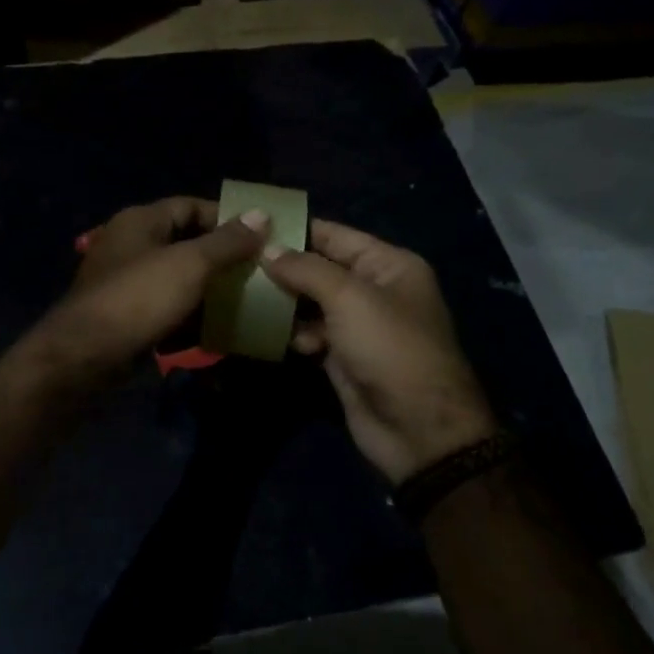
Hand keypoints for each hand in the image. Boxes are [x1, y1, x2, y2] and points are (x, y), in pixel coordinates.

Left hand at [29, 198, 269, 373]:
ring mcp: (127, 282)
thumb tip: (262, 214)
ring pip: (178, 279)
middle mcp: (131, 245)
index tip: (260, 236)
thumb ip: (227, 241)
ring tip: (246, 302)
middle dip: (221, 258)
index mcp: (140, 221)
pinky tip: (217, 330)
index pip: (190, 205)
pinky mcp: (128, 315)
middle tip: (258, 272)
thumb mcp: (190, 264)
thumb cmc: (140, 297)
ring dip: (209, 290)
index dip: (225, 218)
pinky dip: (190, 316)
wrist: (87, 355)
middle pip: (185, 243)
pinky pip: (167, 308)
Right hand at [263, 221, 497, 483]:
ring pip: (311, 303)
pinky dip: (293, 333)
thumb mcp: (350, 298)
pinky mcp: (343, 357)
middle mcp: (374, 290)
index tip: (251, 224)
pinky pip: (311, 334)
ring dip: (283, 302)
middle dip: (283, 267)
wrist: (418, 429)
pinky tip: (269, 334)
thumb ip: (306, 269)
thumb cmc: (389, 348)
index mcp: (389, 265)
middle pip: (320, 269)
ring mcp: (358, 326)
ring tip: (245, 295)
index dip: (296, 229)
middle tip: (236, 260)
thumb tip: (267, 250)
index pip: (336, 235)